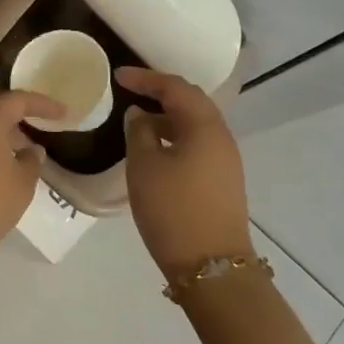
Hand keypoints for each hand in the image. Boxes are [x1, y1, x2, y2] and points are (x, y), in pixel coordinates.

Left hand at [0, 90, 63, 288]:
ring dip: (5, 134)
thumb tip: (31, 150)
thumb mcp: (21, 185)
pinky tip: (4, 166)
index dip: (43, 104)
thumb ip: (31, 162)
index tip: (64, 113)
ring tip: (27, 147)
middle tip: (45, 124)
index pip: (17, 100)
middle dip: (22, 115)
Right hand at [118, 67, 252, 279]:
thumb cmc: (173, 210)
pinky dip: (176, 136)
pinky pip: (198, 143)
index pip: (174, 87)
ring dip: (168, 116)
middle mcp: (221, 136)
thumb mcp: (144, 167)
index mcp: (204, 126)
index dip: (145, 78)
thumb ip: (139, 132)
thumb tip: (140, 115)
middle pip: (191, 101)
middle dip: (161, 92)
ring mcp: (225, 159)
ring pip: (195, 123)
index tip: (118, 76)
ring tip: (139, 119)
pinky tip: (156, 148)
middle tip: (132, 90)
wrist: (212, 267)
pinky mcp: (223, 179)